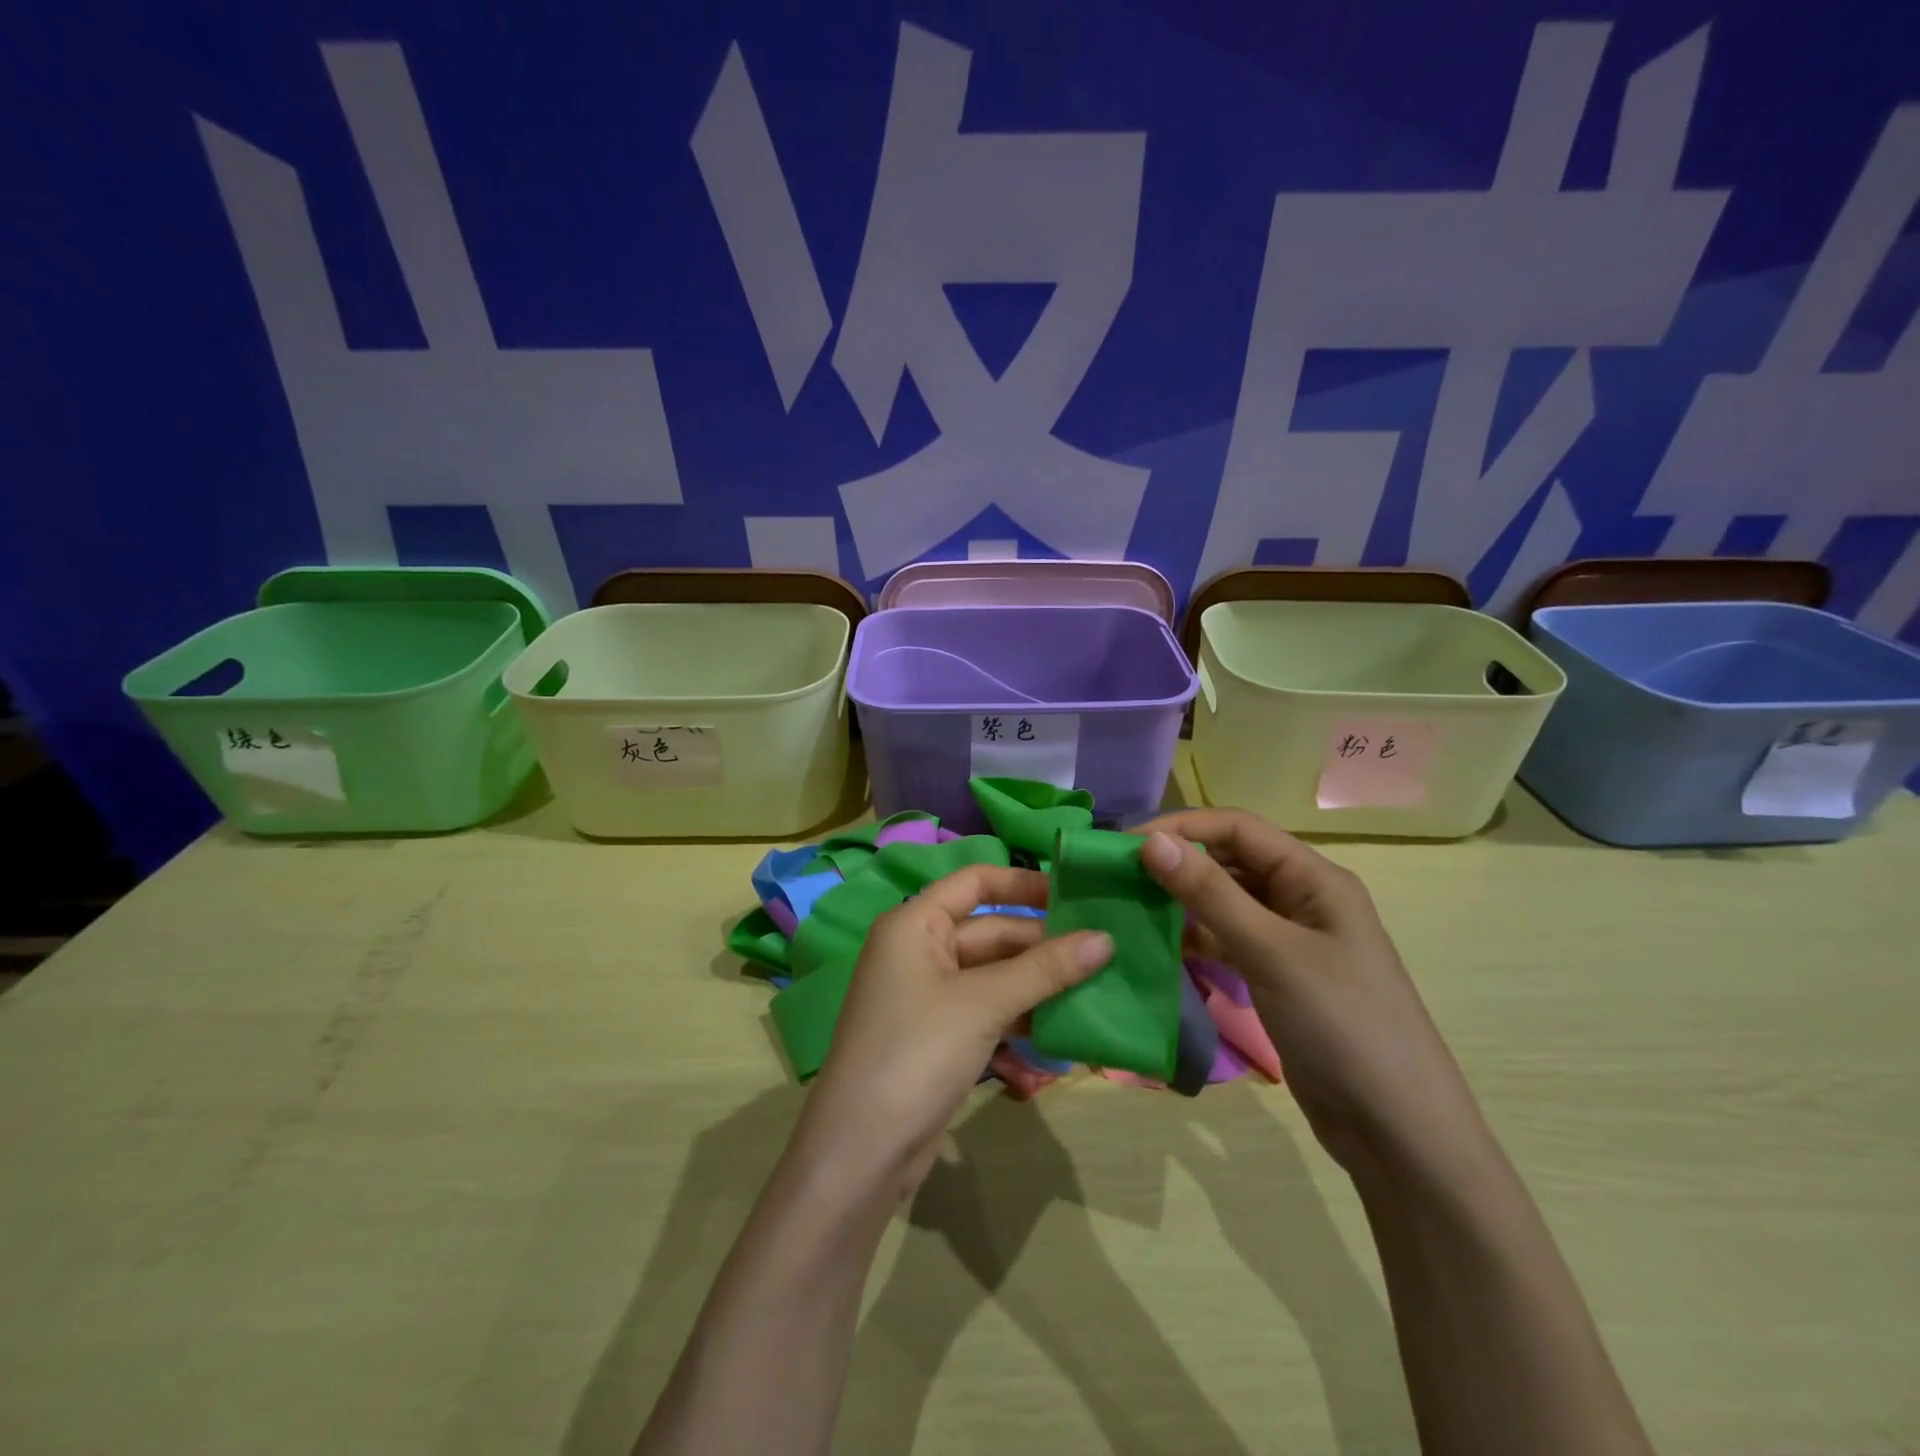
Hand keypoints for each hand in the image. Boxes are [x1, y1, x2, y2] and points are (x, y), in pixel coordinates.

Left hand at [794, 864, 1111, 1201]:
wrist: (861, 1153)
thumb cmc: (916, 1053)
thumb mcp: (983, 1004)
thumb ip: (1044, 969)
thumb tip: (1105, 938)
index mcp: (915, 924)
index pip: (975, 882)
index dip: (1024, 883)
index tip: (1076, 894)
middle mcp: (919, 950)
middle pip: (991, 932)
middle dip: (1043, 944)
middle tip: (1104, 953)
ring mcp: (929, 997)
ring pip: (994, 976)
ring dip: (1038, 985)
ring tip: (1096, 990)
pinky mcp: (940, 1037)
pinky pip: (989, 1012)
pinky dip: (1021, 1019)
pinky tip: (1063, 1032)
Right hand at [1137, 809, 1487, 1178]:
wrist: (1398, 1132)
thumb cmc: (1341, 1026)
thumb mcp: (1272, 953)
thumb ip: (1210, 894)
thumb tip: (1151, 842)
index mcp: (1314, 878)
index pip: (1237, 829)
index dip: (1181, 828)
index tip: (1124, 846)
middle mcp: (1303, 899)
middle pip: (1231, 861)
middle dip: (1177, 862)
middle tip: (1117, 876)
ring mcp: (1291, 940)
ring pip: (1227, 901)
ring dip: (1183, 900)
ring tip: (1130, 906)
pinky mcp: (1278, 976)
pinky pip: (1229, 940)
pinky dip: (1196, 937)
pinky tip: (1162, 944)